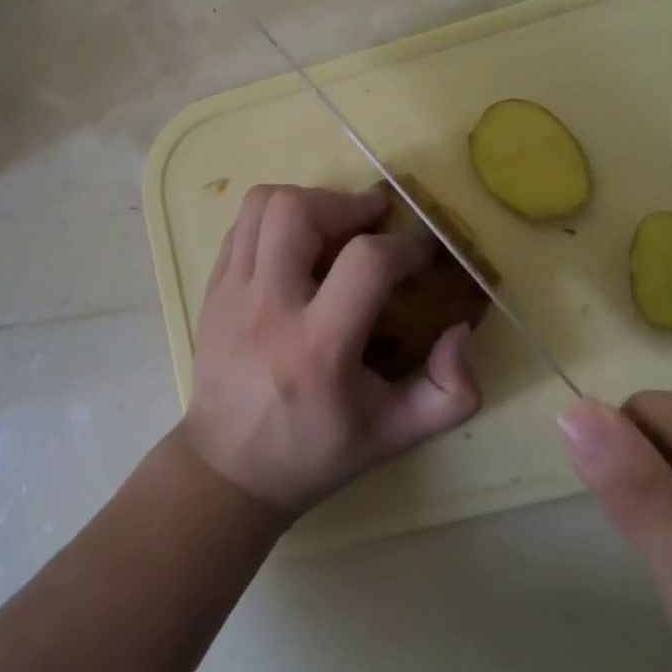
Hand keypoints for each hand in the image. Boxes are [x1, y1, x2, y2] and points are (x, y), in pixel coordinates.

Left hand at [179, 184, 480, 516]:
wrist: (229, 470)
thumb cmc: (317, 452)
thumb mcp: (396, 435)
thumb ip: (450, 391)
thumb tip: (459, 328)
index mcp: (318, 349)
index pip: (365, 263)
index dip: (405, 246)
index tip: (420, 253)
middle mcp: (268, 309)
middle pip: (297, 211)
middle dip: (345, 204)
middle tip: (372, 221)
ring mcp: (231, 294)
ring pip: (263, 204)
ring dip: (308, 201)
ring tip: (333, 225)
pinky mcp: (212, 289)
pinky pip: (242, 224)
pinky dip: (276, 219)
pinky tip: (298, 244)